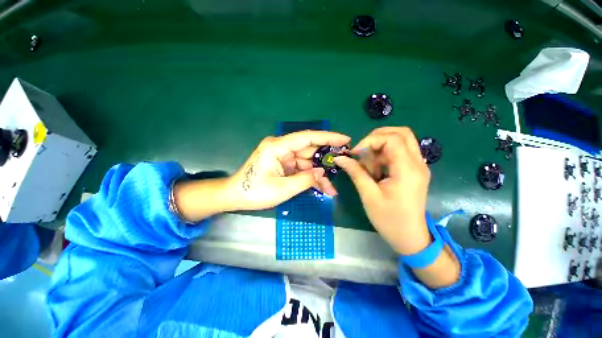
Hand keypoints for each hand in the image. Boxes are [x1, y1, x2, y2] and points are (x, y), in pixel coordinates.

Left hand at [228, 130, 350, 210]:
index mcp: (278, 147)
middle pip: (309, 151)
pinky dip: (310, 178)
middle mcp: (282, 148)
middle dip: (326, 160)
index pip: (307, 138)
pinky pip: (301, 169)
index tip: (345, 140)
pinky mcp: (284, 165)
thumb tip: (322, 173)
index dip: (328, 137)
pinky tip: (321, 188)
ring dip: (319, 175)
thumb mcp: (282, 189)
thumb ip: (305, 180)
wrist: (235, 196)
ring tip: (332, 189)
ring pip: (307, 163)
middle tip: (344, 164)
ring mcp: (283, 156)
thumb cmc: (254, 192)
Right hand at [334, 127, 430, 254]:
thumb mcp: (368, 195)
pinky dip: (385, 154)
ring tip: (369, 164)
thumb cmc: (389, 219)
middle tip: (362, 151)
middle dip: (377, 138)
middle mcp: (417, 163)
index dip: (370, 141)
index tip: (355, 153)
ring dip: (381, 146)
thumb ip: (355, 172)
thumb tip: (340, 158)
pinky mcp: (415, 171)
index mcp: (407, 170)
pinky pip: (400, 152)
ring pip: (401, 140)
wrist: (410, 237)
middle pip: (401, 133)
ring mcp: (419, 166)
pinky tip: (376, 169)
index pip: (391, 139)